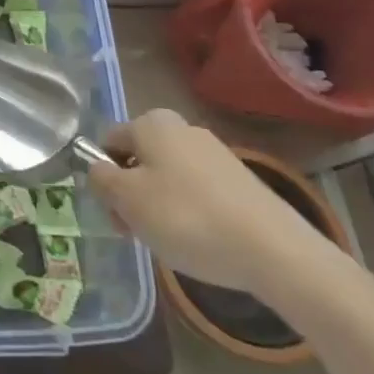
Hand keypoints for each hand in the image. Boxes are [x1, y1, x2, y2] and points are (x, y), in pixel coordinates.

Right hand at [86, 109, 338, 300]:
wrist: (274, 250)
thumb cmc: (187, 218)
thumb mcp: (127, 199)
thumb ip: (101, 179)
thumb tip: (99, 169)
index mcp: (152, 123)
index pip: (108, 142)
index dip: (104, 179)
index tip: (115, 215)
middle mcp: (182, 128)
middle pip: (138, 160)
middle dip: (131, 195)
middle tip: (137, 233)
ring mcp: (215, 154)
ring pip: (167, 178)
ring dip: (158, 207)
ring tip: (171, 242)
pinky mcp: (240, 181)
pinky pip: (197, 193)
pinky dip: (189, 214)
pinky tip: (200, 241)